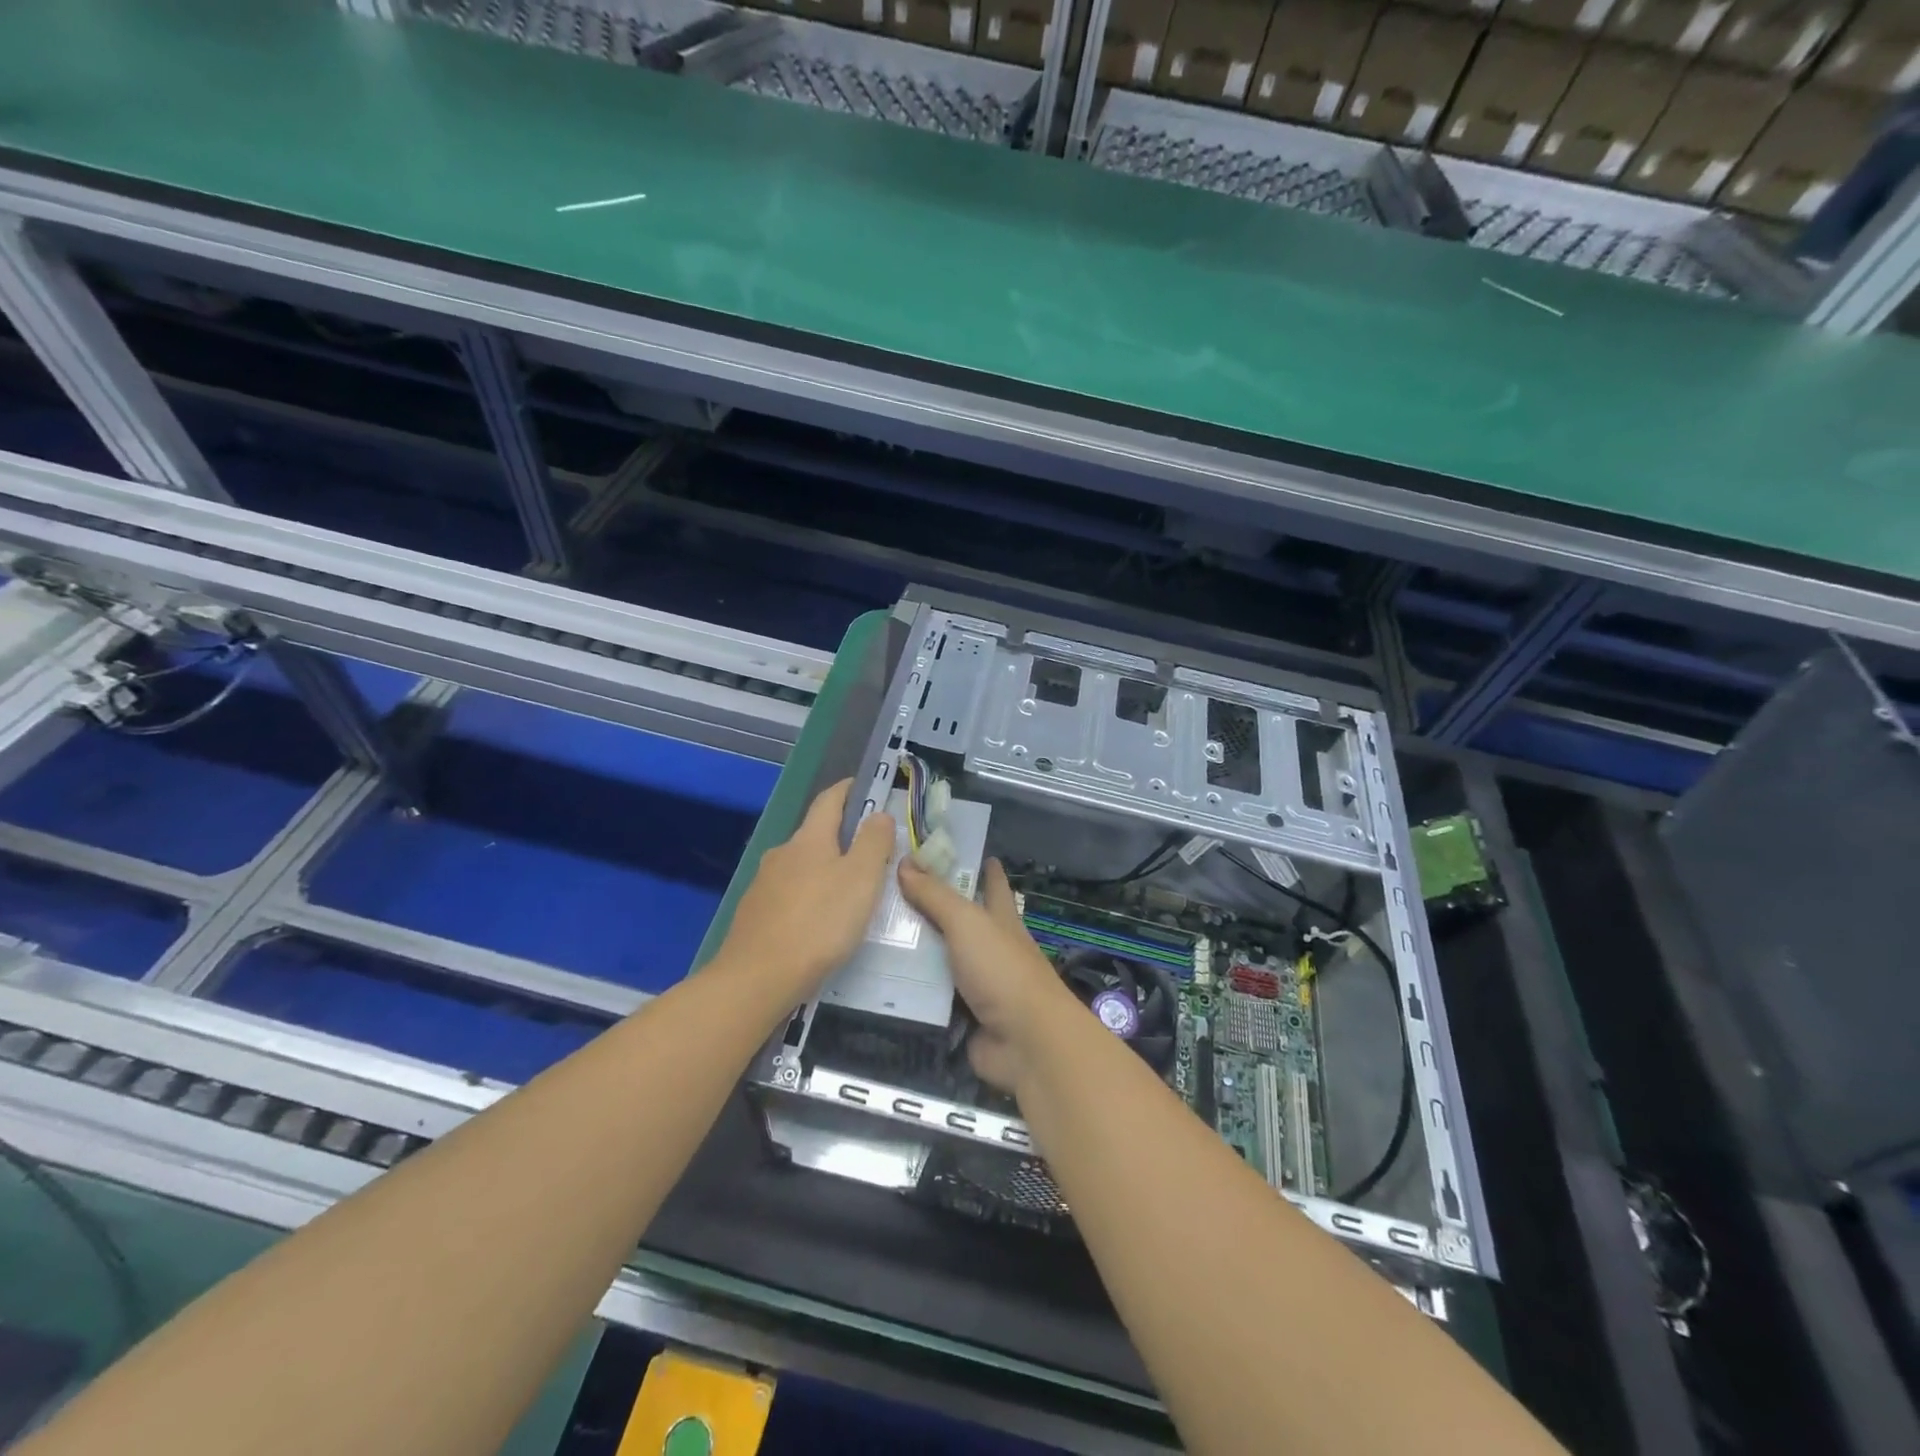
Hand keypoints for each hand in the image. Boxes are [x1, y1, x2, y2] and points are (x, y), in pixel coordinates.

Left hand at [717, 780, 893, 993]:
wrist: (757, 978)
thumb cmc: (819, 923)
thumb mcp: (861, 879)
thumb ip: (874, 842)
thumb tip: (879, 814)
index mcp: (809, 839)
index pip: (829, 800)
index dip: (848, 790)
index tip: (866, 788)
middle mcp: (782, 853)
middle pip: (815, 834)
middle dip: (841, 837)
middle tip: (870, 854)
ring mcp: (763, 884)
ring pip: (801, 867)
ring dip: (824, 871)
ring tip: (848, 894)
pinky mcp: (754, 915)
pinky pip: (789, 895)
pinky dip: (808, 898)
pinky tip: (819, 922)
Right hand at [897, 858, 1078, 1093]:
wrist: (1025, 1042)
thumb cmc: (1002, 970)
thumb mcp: (967, 922)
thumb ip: (935, 895)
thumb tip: (905, 861)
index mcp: (1001, 920)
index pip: (992, 885)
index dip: (982, 867)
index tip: (958, 852)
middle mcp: (990, 948)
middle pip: (958, 922)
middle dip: (930, 908)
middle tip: (887, 892)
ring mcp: (976, 984)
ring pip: (938, 960)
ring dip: (912, 951)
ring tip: (868, 933)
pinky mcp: (960, 1016)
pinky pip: (928, 997)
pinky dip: (907, 990)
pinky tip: (874, 979)